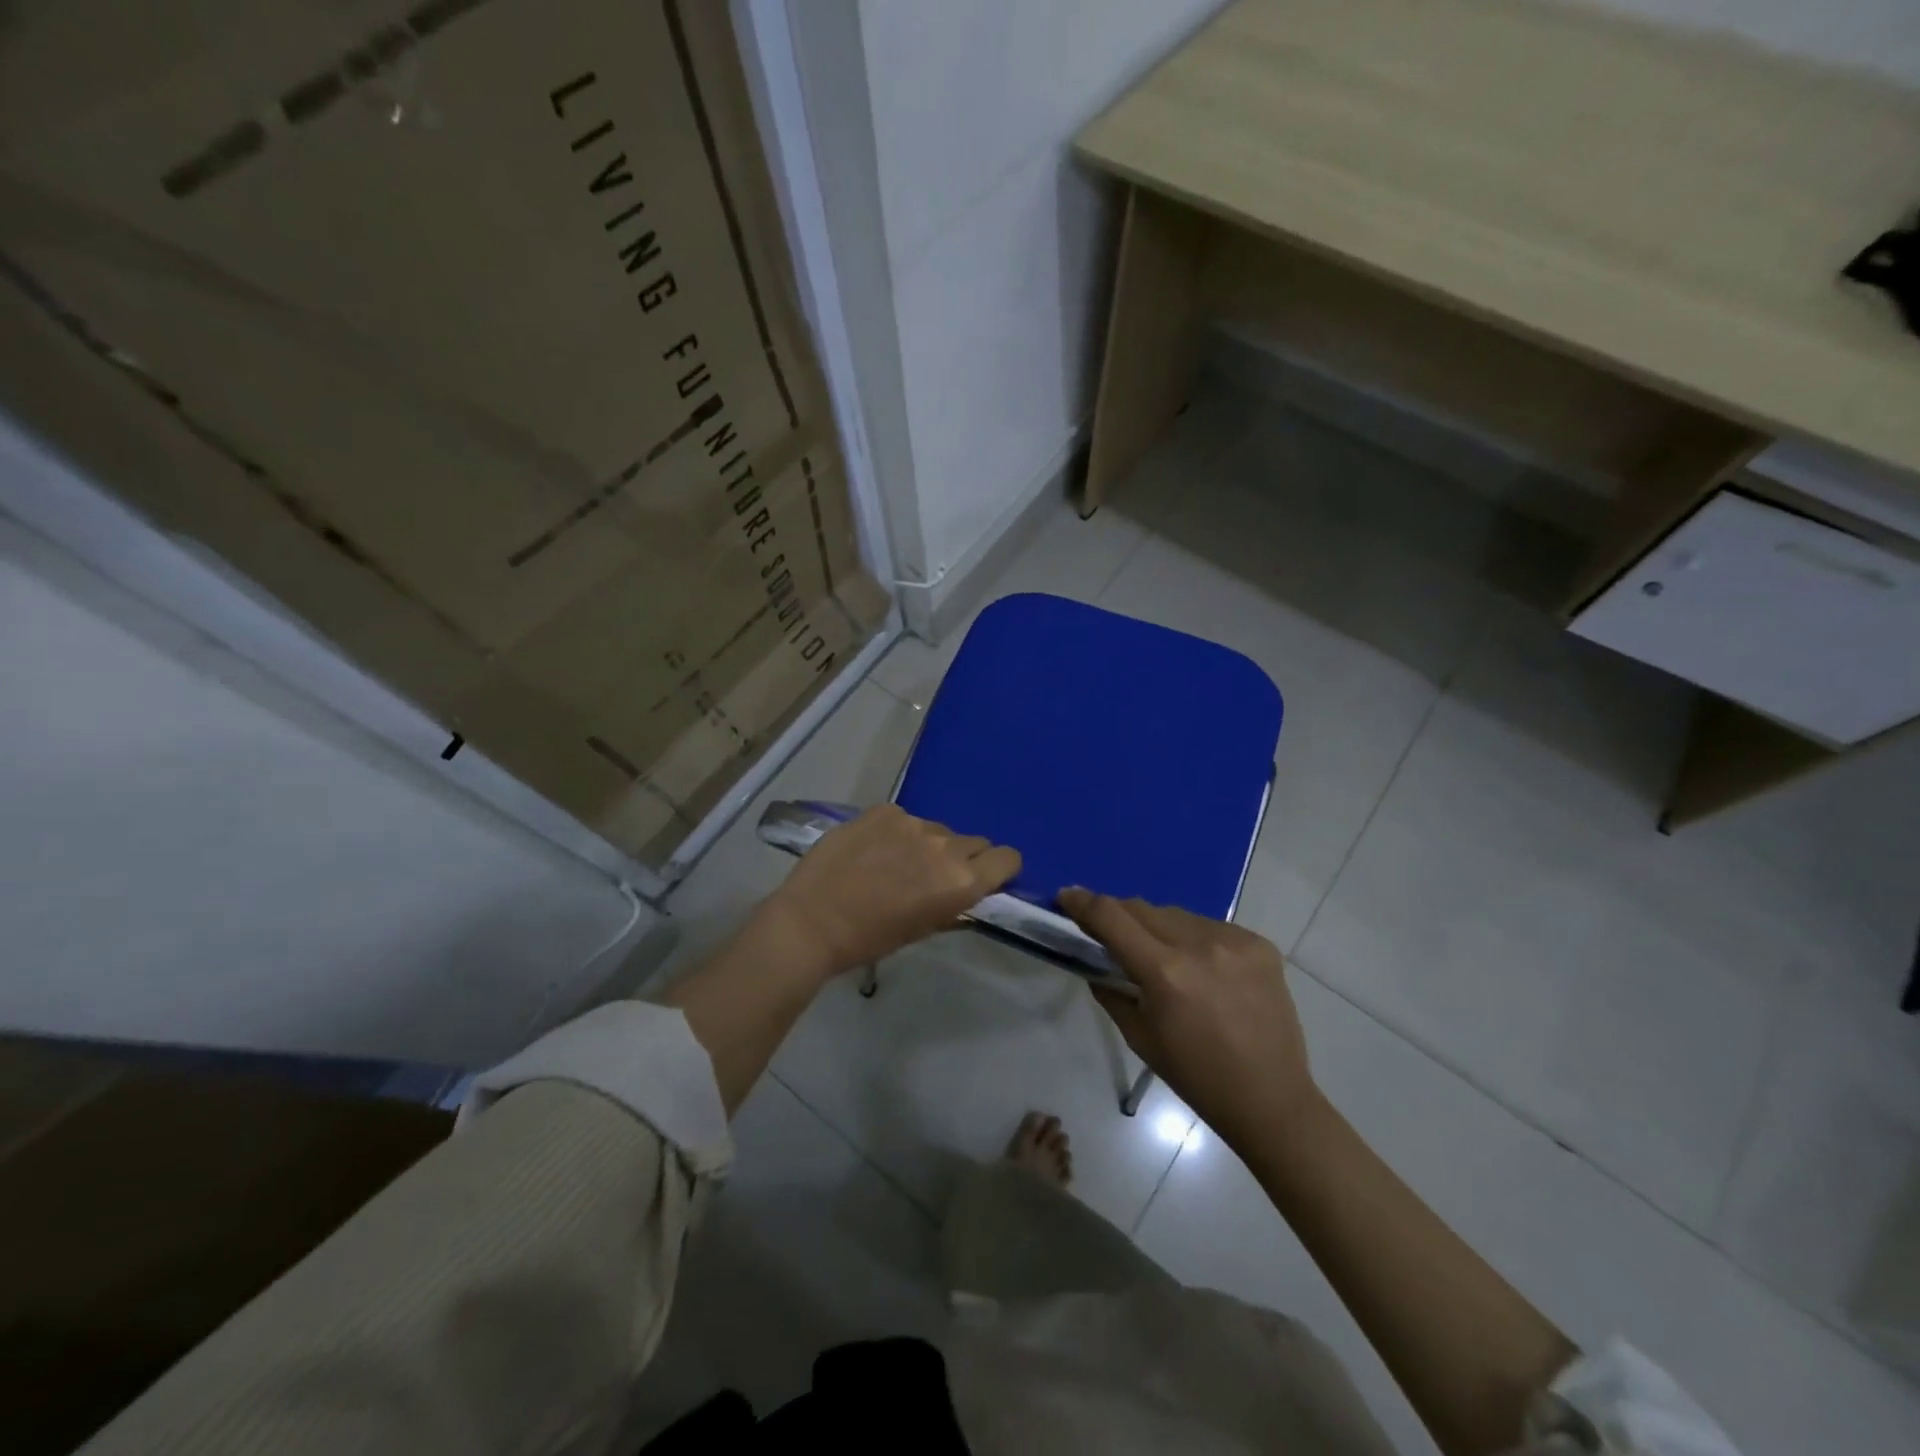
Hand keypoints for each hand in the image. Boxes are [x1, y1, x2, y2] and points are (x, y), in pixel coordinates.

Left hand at [758, 805, 1020, 979]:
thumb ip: (953, 905)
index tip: (984, 878)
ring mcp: (913, 823)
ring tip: (894, 864)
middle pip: (974, 841)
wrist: (812, 920)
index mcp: (961, 881)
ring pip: (937, 830)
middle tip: (932, 876)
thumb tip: (967, 892)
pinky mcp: (884, 810)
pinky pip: (904, 819)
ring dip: (927, 845)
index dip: (999, 868)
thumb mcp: (922, 930)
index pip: (1007, 858)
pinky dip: (896, 833)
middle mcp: (945, 846)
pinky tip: (871, 851)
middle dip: (962, 857)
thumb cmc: (870, 938)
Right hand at [1059, 889, 1321, 1147]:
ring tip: (1162, 956)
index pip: (1111, 917)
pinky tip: (1201, 967)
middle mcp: (1199, 946)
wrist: (1271, 1099)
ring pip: (1176, 914)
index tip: (1066, 896)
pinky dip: (1194, 938)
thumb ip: (1111, 990)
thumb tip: (1094, 962)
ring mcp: (1234, 941)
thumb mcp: (1140, 1037)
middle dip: (1119, 916)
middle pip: (1142, 908)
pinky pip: (1210, 926)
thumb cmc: (1196, 1077)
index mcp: (1165, 973)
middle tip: (1110, 933)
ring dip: (1158, 927)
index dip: (1083, 902)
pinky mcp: (1259, 944)